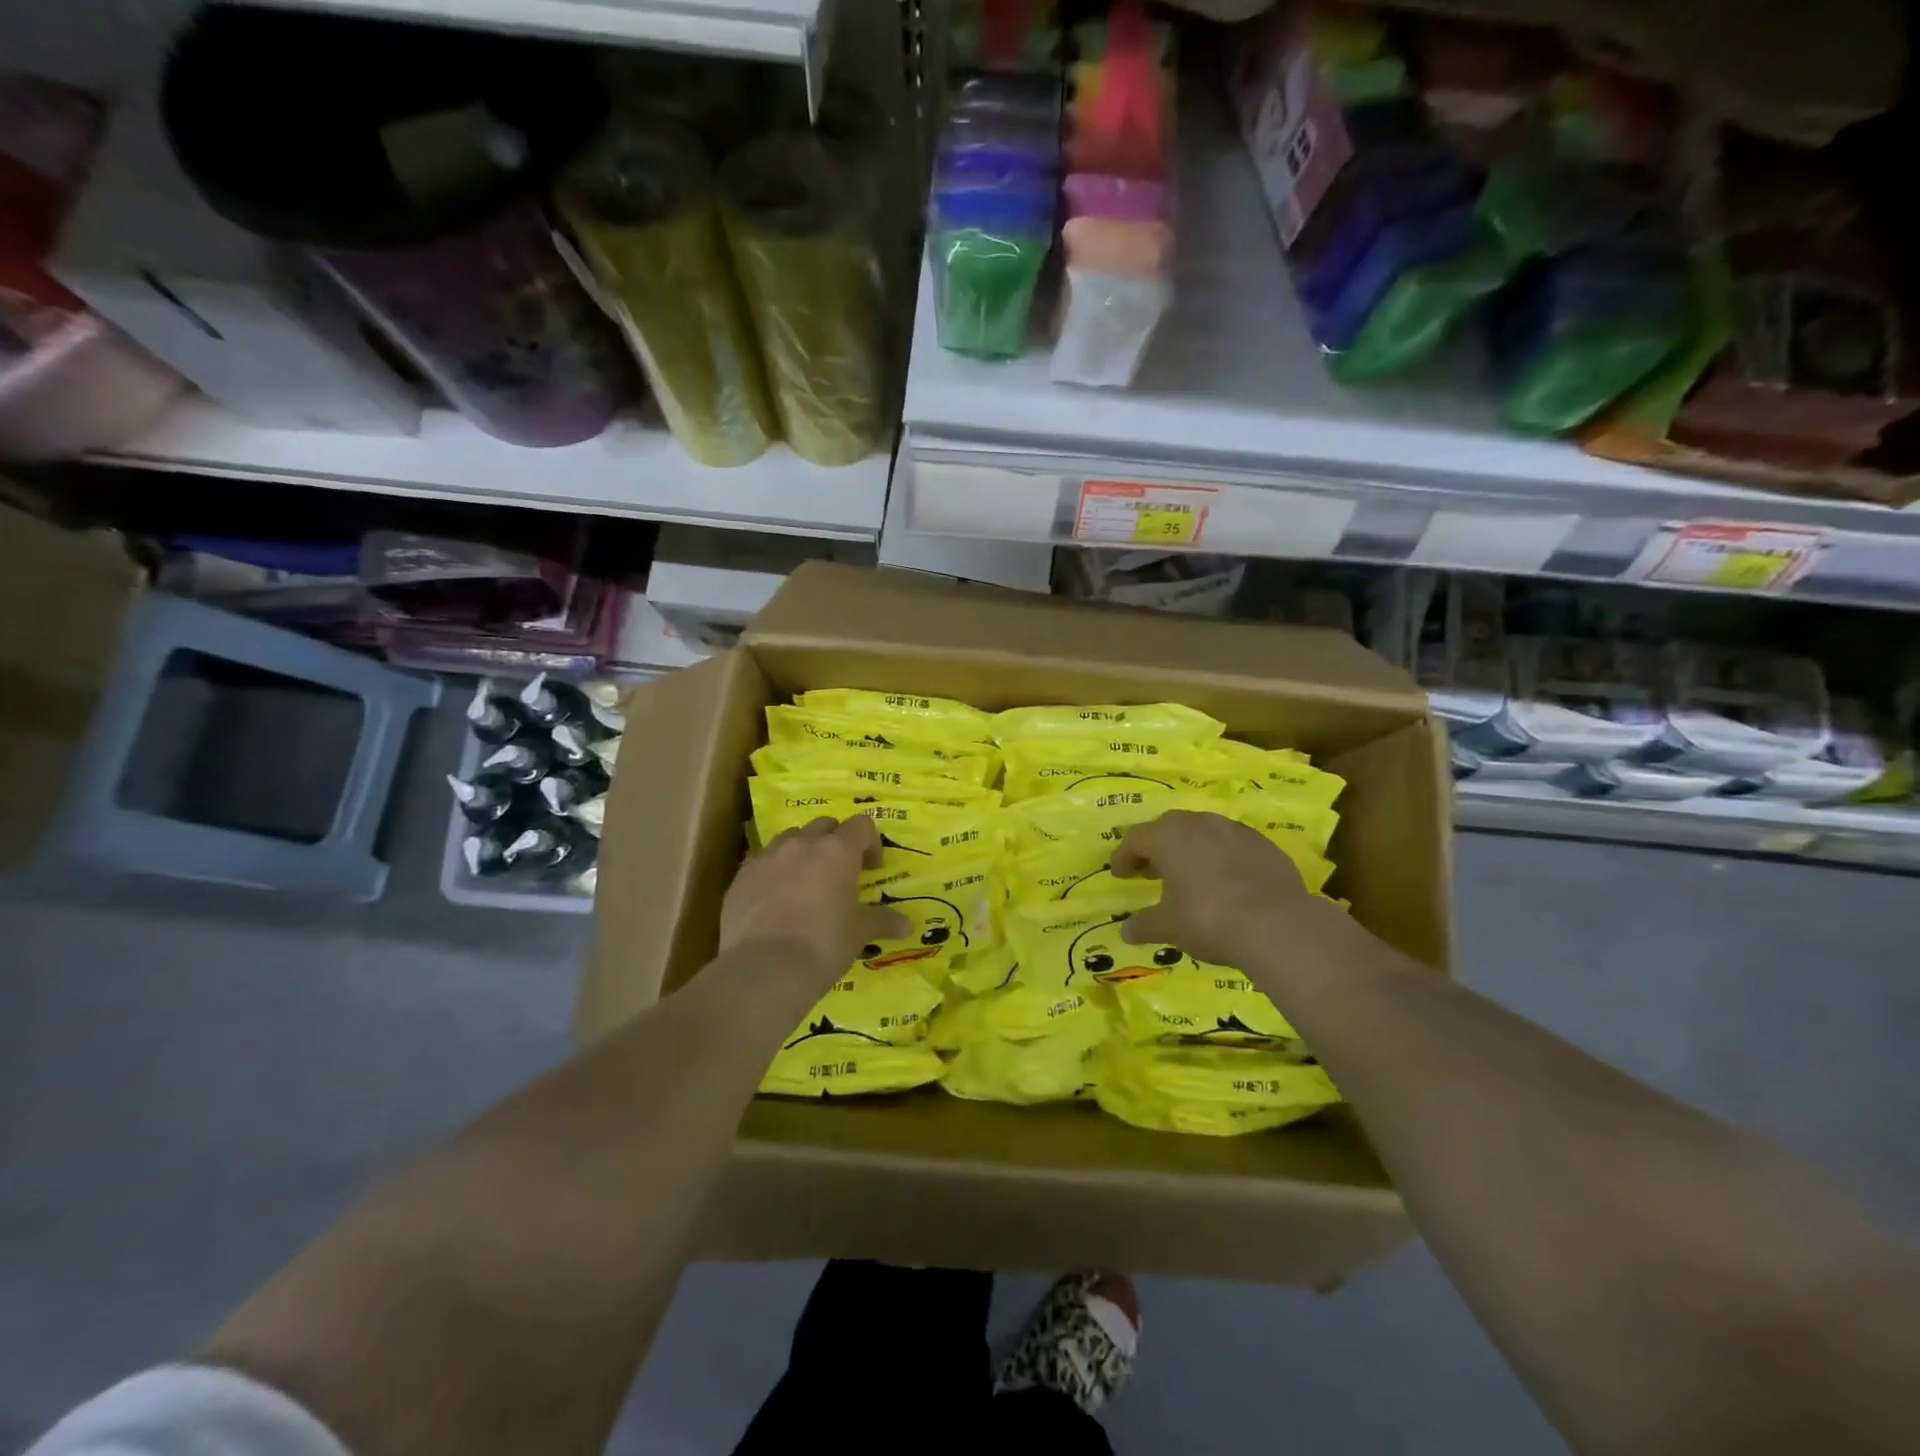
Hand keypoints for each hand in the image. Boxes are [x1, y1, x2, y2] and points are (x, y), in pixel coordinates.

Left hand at [720, 816, 909, 980]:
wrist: (764, 969)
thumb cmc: (823, 945)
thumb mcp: (858, 933)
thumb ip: (882, 921)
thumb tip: (907, 926)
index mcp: (837, 850)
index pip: (861, 825)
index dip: (870, 843)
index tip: (871, 868)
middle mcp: (802, 843)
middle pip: (824, 825)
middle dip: (835, 842)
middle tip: (840, 873)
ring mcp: (767, 856)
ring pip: (790, 839)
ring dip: (802, 852)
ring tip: (805, 882)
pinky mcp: (741, 875)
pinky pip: (762, 861)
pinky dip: (774, 871)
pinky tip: (775, 900)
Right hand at [1111, 810, 1318, 966]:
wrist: (1277, 924)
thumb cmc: (1208, 919)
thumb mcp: (1168, 927)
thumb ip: (1144, 925)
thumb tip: (1126, 930)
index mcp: (1168, 837)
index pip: (1135, 839)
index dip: (1124, 857)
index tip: (1119, 874)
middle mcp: (1199, 824)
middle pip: (1168, 827)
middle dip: (1156, 847)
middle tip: (1151, 871)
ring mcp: (1235, 831)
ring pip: (1203, 831)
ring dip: (1190, 848)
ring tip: (1189, 874)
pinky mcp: (1264, 844)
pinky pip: (1233, 845)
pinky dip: (1221, 857)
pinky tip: (1225, 881)